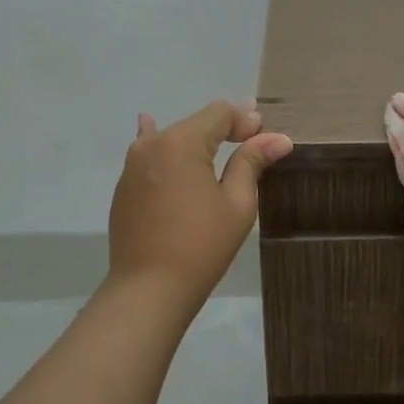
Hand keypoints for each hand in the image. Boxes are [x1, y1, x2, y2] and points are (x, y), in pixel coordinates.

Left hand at [108, 99, 292, 308]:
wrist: (148, 290)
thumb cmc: (201, 246)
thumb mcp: (237, 203)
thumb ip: (252, 162)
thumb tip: (278, 139)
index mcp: (181, 142)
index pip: (218, 113)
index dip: (244, 120)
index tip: (265, 137)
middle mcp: (152, 144)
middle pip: (195, 123)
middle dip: (223, 129)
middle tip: (250, 141)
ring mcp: (133, 165)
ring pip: (171, 139)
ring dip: (196, 140)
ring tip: (217, 146)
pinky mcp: (124, 187)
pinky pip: (150, 156)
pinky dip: (164, 148)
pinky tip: (150, 127)